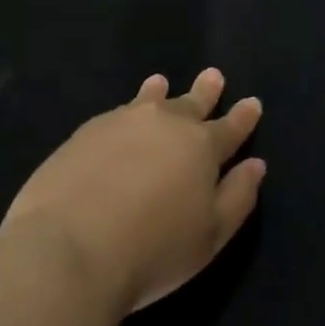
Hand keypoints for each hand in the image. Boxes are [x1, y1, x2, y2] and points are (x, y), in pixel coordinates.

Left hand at [2, 70, 265, 315]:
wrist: (69, 248)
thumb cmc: (152, 249)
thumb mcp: (210, 236)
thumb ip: (237, 197)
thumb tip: (255, 165)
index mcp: (202, 148)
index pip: (231, 127)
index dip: (243, 116)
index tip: (252, 102)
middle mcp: (166, 125)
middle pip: (191, 103)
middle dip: (205, 91)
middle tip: (213, 75)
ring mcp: (124, 123)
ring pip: (149, 100)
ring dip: (159, 92)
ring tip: (160, 83)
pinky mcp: (86, 133)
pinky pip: (116, 113)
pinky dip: (127, 109)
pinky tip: (122, 116)